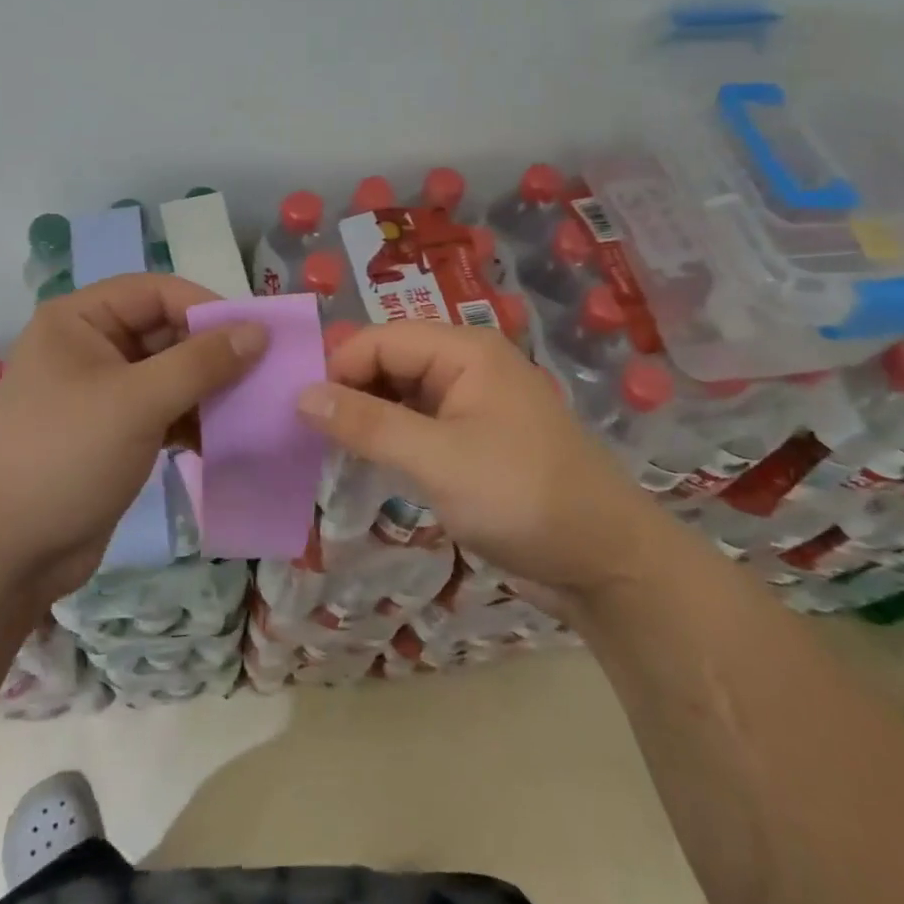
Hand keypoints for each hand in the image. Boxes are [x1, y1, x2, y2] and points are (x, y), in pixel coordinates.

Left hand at [0, 273, 266, 601]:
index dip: (207, 307)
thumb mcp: (137, 402)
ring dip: (209, 389)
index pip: (156, 292)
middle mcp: (90, 346)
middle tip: (264, 374)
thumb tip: (259, 331)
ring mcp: (101, 392)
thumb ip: (201, 362)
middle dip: (213, 353)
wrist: (5, 555)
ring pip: (169, 374)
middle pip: (165, 331)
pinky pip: (164, 410)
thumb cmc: (65, 457)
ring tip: (251, 408)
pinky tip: (223, 439)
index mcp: (79, 320)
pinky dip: (193, 420)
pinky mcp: (113, 432)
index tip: (256, 336)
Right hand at [296, 322, 657, 596]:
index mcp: (464, 350)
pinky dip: (389, 439)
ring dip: (366, 418)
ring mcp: (472, 404)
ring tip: (325, 450)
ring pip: (400, 395)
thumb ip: (368, 424)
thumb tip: (301, 395)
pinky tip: (363, 462)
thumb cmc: (522, 498)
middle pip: (389, 362)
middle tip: (304, 435)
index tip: (297, 412)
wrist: (606, 563)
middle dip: (348, 392)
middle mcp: (467, 366)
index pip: (380, 340)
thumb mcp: (438, 460)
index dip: (337, 369)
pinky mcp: (474, 440)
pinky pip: (418, 424)